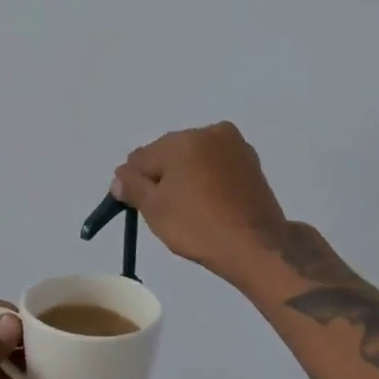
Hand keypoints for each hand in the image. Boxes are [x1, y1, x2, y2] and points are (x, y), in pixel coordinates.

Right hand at [114, 122, 285, 279]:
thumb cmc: (199, 227)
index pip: (142, 157)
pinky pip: (217, 163)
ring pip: (195, 156)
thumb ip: (133, 187)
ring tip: (193, 208)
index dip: (136, 181)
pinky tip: (212, 202)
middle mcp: (208, 132)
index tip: (140, 204)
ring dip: (187, 174)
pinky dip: (209, 177)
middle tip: (168, 209)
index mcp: (181, 140)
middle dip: (163, 175)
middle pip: (169, 152)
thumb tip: (120, 176)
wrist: (257, 245)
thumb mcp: (155, 210)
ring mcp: (234, 145)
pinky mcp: (251, 161)